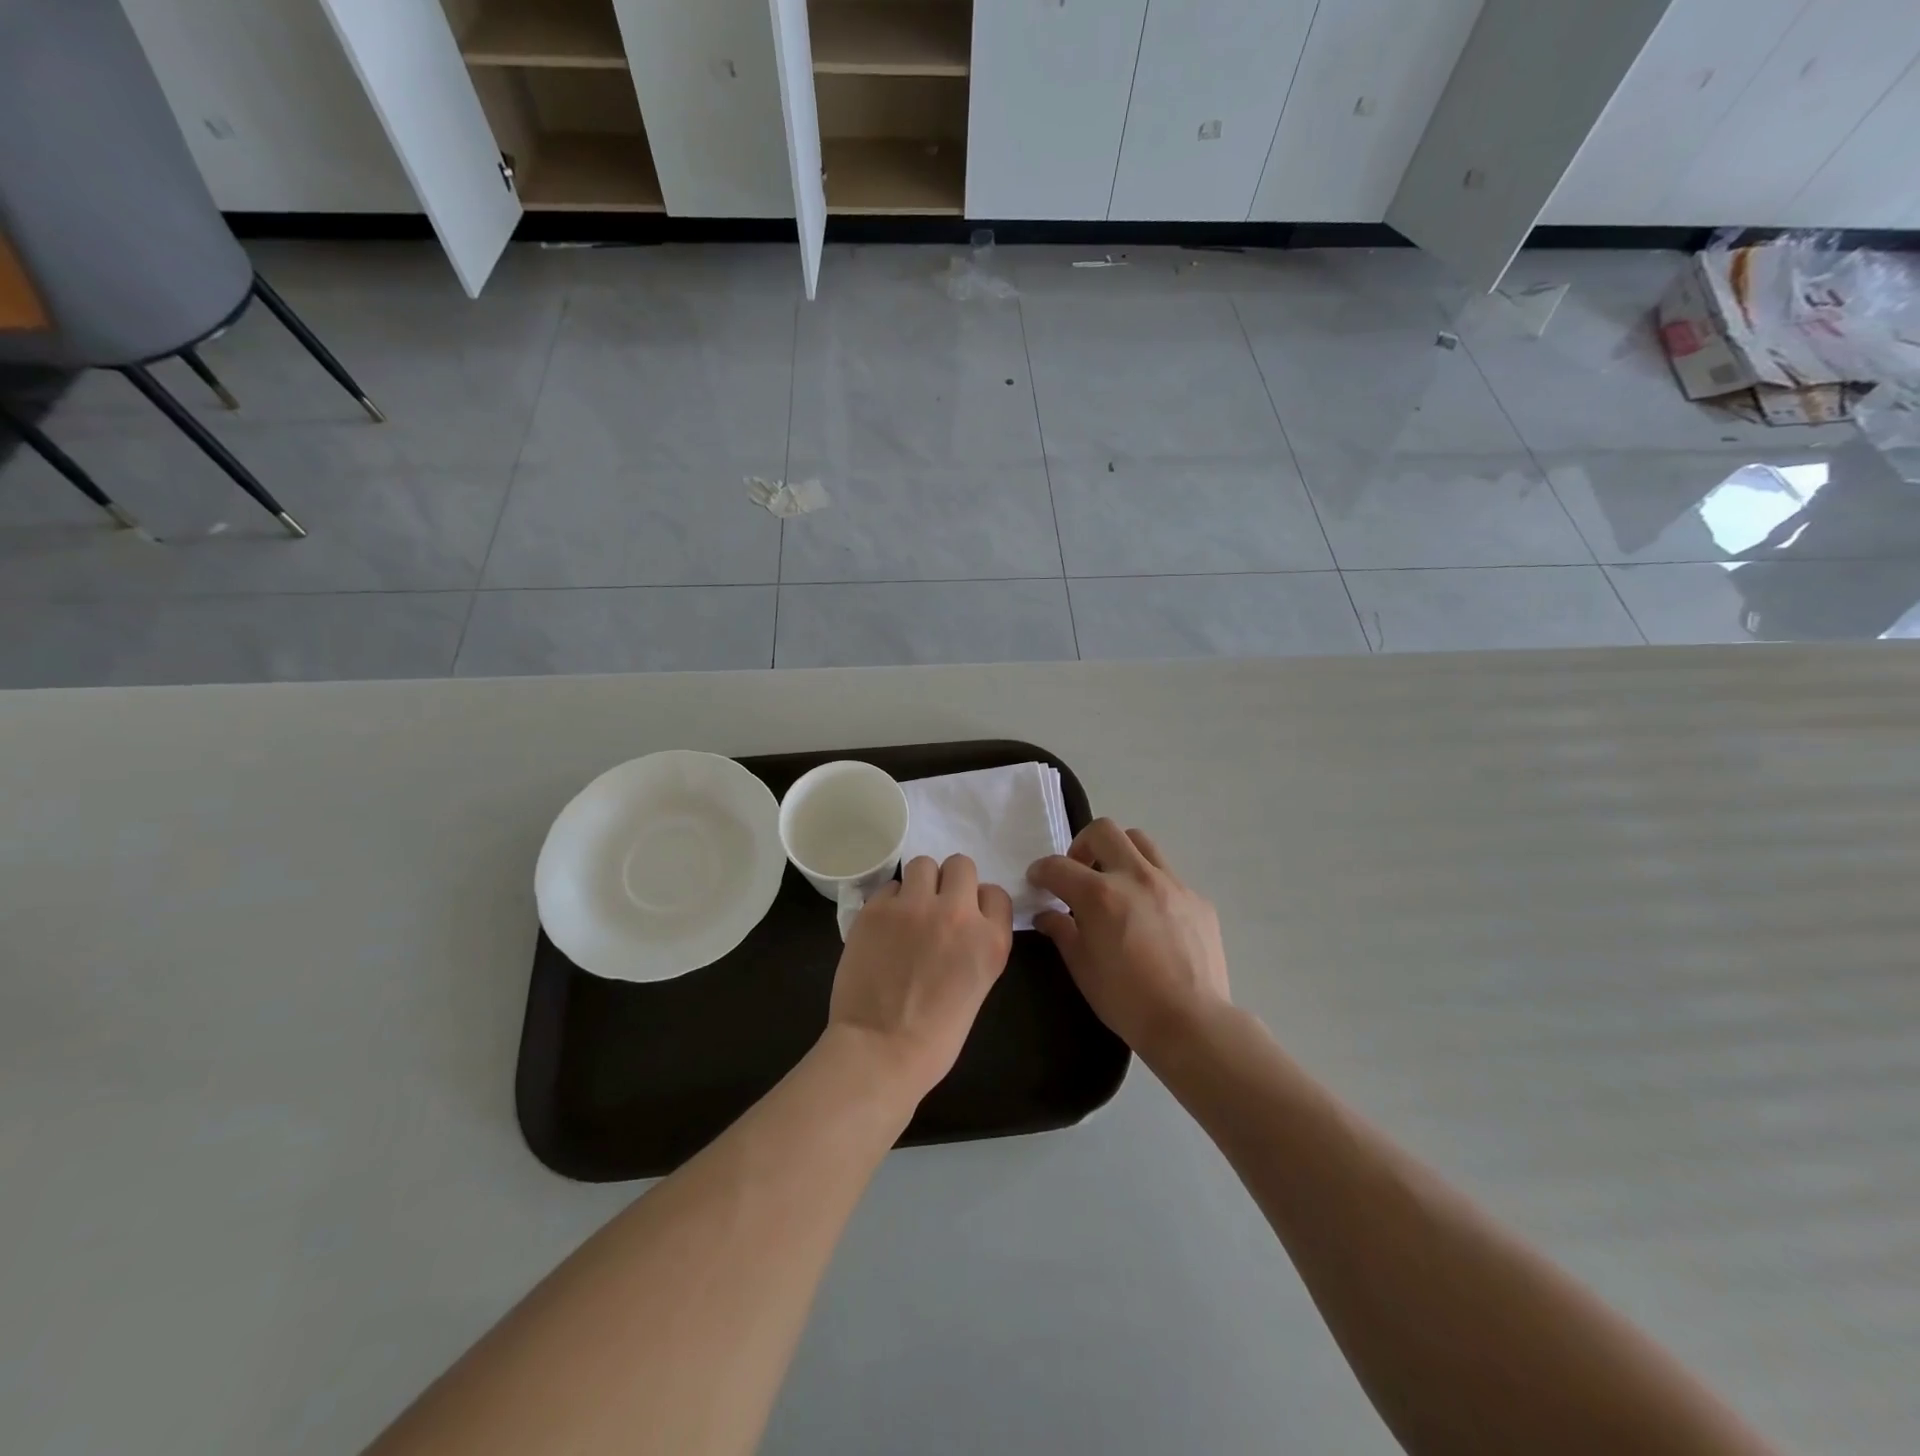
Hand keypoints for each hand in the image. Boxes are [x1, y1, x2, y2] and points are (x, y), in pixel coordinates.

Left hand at [827, 854, 1013, 1102]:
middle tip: (936, 907)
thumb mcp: (978, 986)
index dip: (979, 903)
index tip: (966, 919)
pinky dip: (889, 902)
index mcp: (991, 940)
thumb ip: (976, 945)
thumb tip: (960, 924)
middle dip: (951, 882)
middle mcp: (958, 913)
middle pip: (961, 865)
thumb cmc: (935, 1037)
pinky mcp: (877, 909)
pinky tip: (883, 928)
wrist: (880, 1052)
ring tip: (908, 910)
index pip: (996, 893)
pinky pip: (889, 886)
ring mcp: (915, 906)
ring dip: (919, 883)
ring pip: (923, 864)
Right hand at [1027, 820, 1230, 1064]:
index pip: (1058, 866)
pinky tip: (1150, 916)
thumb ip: (1061, 932)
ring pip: (1140, 842)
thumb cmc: (1126, 1000)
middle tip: (1079, 872)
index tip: (1038, 880)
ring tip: (1115, 883)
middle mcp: (1135, 877)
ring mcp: (1172, 884)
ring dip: (1119, 853)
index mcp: (1100, 895)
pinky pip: (1168, 875)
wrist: (1191, 1023)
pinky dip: (1150, 884)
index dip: (1041, 871)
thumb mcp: (1082, 968)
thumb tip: (1047, 915)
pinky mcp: (1197, 899)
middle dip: (1082, 845)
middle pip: (1103, 831)